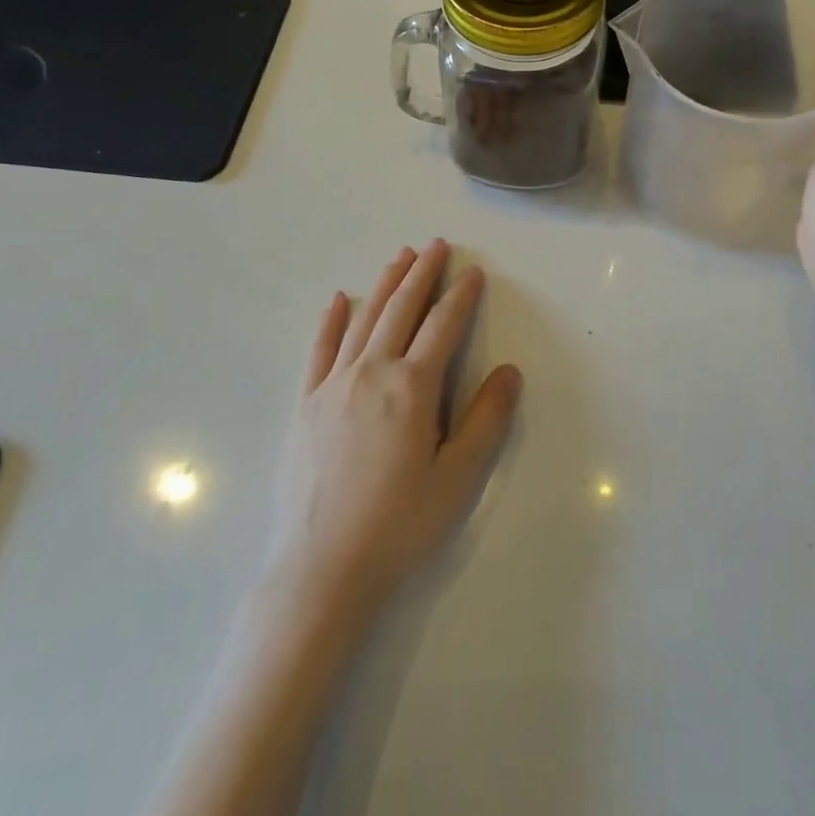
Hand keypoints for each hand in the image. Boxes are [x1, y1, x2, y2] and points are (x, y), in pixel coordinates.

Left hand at [266, 240, 521, 624]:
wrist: (323, 569)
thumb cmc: (400, 524)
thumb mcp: (459, 477)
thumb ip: (487, 419)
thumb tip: (509, 370)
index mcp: (413, 386)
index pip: (443, 325)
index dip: (461, 295)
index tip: (472, 271)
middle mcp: (372, 371)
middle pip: (401, 308)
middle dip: (422, 273)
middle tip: (436, 246)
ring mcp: (332, 384)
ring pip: (364, 318)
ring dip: (385, 284)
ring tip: (400, 257)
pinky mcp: (305, 403)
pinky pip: (320, 349)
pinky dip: (332, 319)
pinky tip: (339, 299)